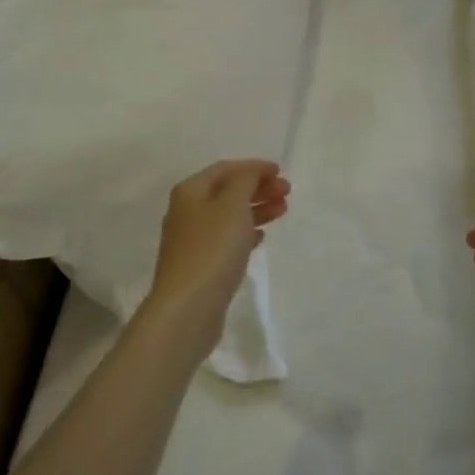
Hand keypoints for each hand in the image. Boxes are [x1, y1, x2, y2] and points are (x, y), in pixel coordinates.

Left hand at [143, 159, 290, 352]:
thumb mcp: (233, 205)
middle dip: (258, 188)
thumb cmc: (212, 249)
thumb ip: (245, 180)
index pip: (225, 169)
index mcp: (191, 191)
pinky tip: (261, 236)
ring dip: (256, 209)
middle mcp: (187, 211)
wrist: (188, 307)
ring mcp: (192, 240)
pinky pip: (226, 239)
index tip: (281, 172)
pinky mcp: (201, 264)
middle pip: (227, 191)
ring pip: (229, 215)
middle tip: (287, 193)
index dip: (254, 167)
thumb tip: (252, 171)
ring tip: (282, 211)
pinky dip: (245, 232)